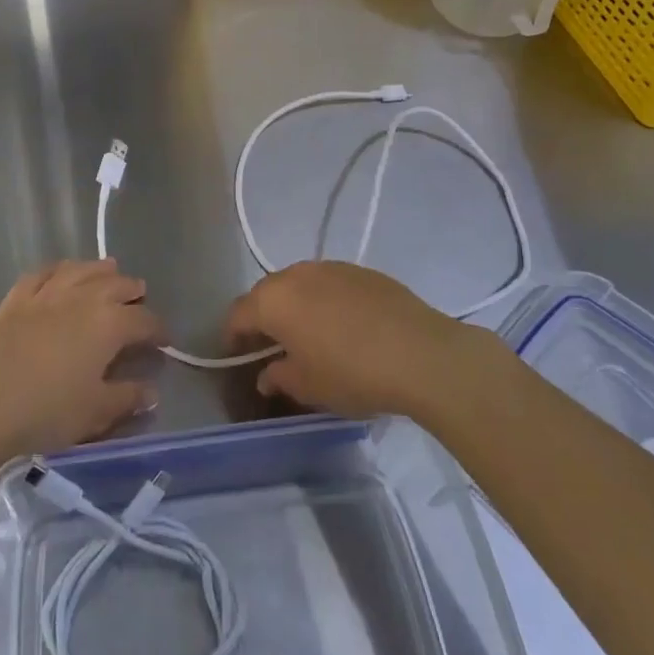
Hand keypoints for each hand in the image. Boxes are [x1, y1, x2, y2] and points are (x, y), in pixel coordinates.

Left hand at [0, 259, 164, 459]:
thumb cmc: (44, 412)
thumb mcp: (94, 412)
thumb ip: (126, 398)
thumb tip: (150, 391)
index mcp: (109, 324)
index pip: (144, 321)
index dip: (158, 330)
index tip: (165, 342)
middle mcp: (82, 298)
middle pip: (116, 285)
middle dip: (132, 292)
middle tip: (140, 300)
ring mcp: (46, 294)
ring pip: (81, 271)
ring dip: (99, 271)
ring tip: (110, 271)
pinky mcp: (14, 300)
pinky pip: (42, 274)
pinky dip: (59, 270)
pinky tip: (61, 272)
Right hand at [222, 261, 472, 418]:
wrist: (420, 353)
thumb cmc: (352, 373)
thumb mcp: (307, 386)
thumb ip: (278, 377)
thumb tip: (266, 374)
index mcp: (273, 300)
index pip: (237, 315)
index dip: (233, 337)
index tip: (237, 358)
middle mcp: (295, 274)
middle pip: (266, 294)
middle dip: (263, 318)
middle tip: (271, 348)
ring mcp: (330, 268)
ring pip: (299, 285)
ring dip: (295, 307)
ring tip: (309, 336)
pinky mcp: (361, 271)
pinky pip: (329, 284)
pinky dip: (325, 302)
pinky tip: (343, 327)